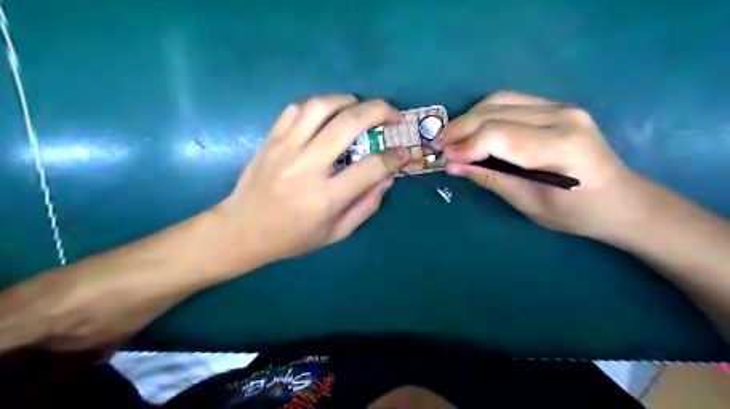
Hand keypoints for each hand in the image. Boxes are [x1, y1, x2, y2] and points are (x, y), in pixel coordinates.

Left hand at [215, 96, 408, 267]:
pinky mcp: (271, 139)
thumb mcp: (336, 233)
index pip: (371, 167)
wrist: (243, 230)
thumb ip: (366, 206)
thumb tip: (388, 178)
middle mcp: (307, 167)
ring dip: (349, 100)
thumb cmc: (293, 237)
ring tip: (361, 107)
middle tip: (393, 114)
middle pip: (349, 124)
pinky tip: (328, 113)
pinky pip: (296, 109)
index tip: (403, 152)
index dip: (394, 156)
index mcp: (326, 197)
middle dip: (379, 111)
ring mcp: (286, 149)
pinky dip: (318, 105)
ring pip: (321, 107)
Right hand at [445, 91, 642, 237]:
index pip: (498, 134)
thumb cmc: (576, 213)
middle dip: (460, 128)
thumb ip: (490, 178)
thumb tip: (453, 164)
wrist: (620, 199)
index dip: (465, 145)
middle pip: (495, 112)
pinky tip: (474, 129)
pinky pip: (511, 101)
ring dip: (470, 117)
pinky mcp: (557, 106)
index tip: (444, 158)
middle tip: (439, 146)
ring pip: (500, 100)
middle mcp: (562, 117)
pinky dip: (485, 113)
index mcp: (560, 146)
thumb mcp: (529, 204)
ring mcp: (561, 106)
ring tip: (453, 137)